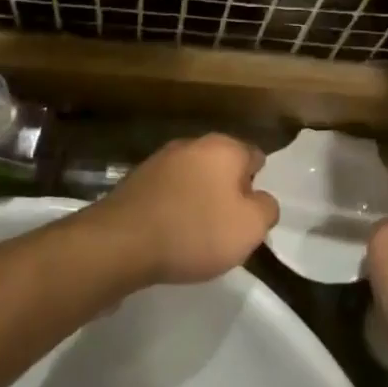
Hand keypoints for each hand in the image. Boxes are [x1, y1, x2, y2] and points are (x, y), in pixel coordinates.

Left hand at [89, 134, 277, 286]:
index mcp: (223, 147)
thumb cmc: (195, 231)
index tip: (253, 212)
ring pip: (193, 178)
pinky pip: (168, 193)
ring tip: (199, 235)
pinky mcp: (135, 181)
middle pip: (222, 166)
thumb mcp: (250, 227)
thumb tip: (261, 199)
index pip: (254, 156)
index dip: (258, 184)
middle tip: (229, 227)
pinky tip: (171, 234)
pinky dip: (174, 208)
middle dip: (228, 191)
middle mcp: (191, 144)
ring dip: (199, 199)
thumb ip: (266, 208)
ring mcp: (159, 160)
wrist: (121, 243)